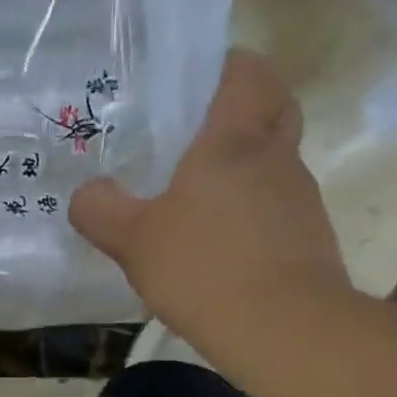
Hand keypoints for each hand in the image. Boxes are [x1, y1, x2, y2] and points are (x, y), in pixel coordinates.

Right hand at [70, 50, 350, 358]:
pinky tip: (219, 245)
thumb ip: (100, 210)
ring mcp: (300, 199)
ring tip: (197, 198)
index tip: (194, 83)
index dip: (227, 66)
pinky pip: (278, 206)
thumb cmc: (204, 268)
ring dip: (245, 167)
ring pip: (276, 161)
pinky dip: (252, 212)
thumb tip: (87, 193)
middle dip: (243, 109)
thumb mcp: (132, 240)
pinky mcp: (309, 238)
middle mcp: (276, 158)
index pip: (249, 72)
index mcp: (234, 141)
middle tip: (198, 132)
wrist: (286, 331)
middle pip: (275, 107)